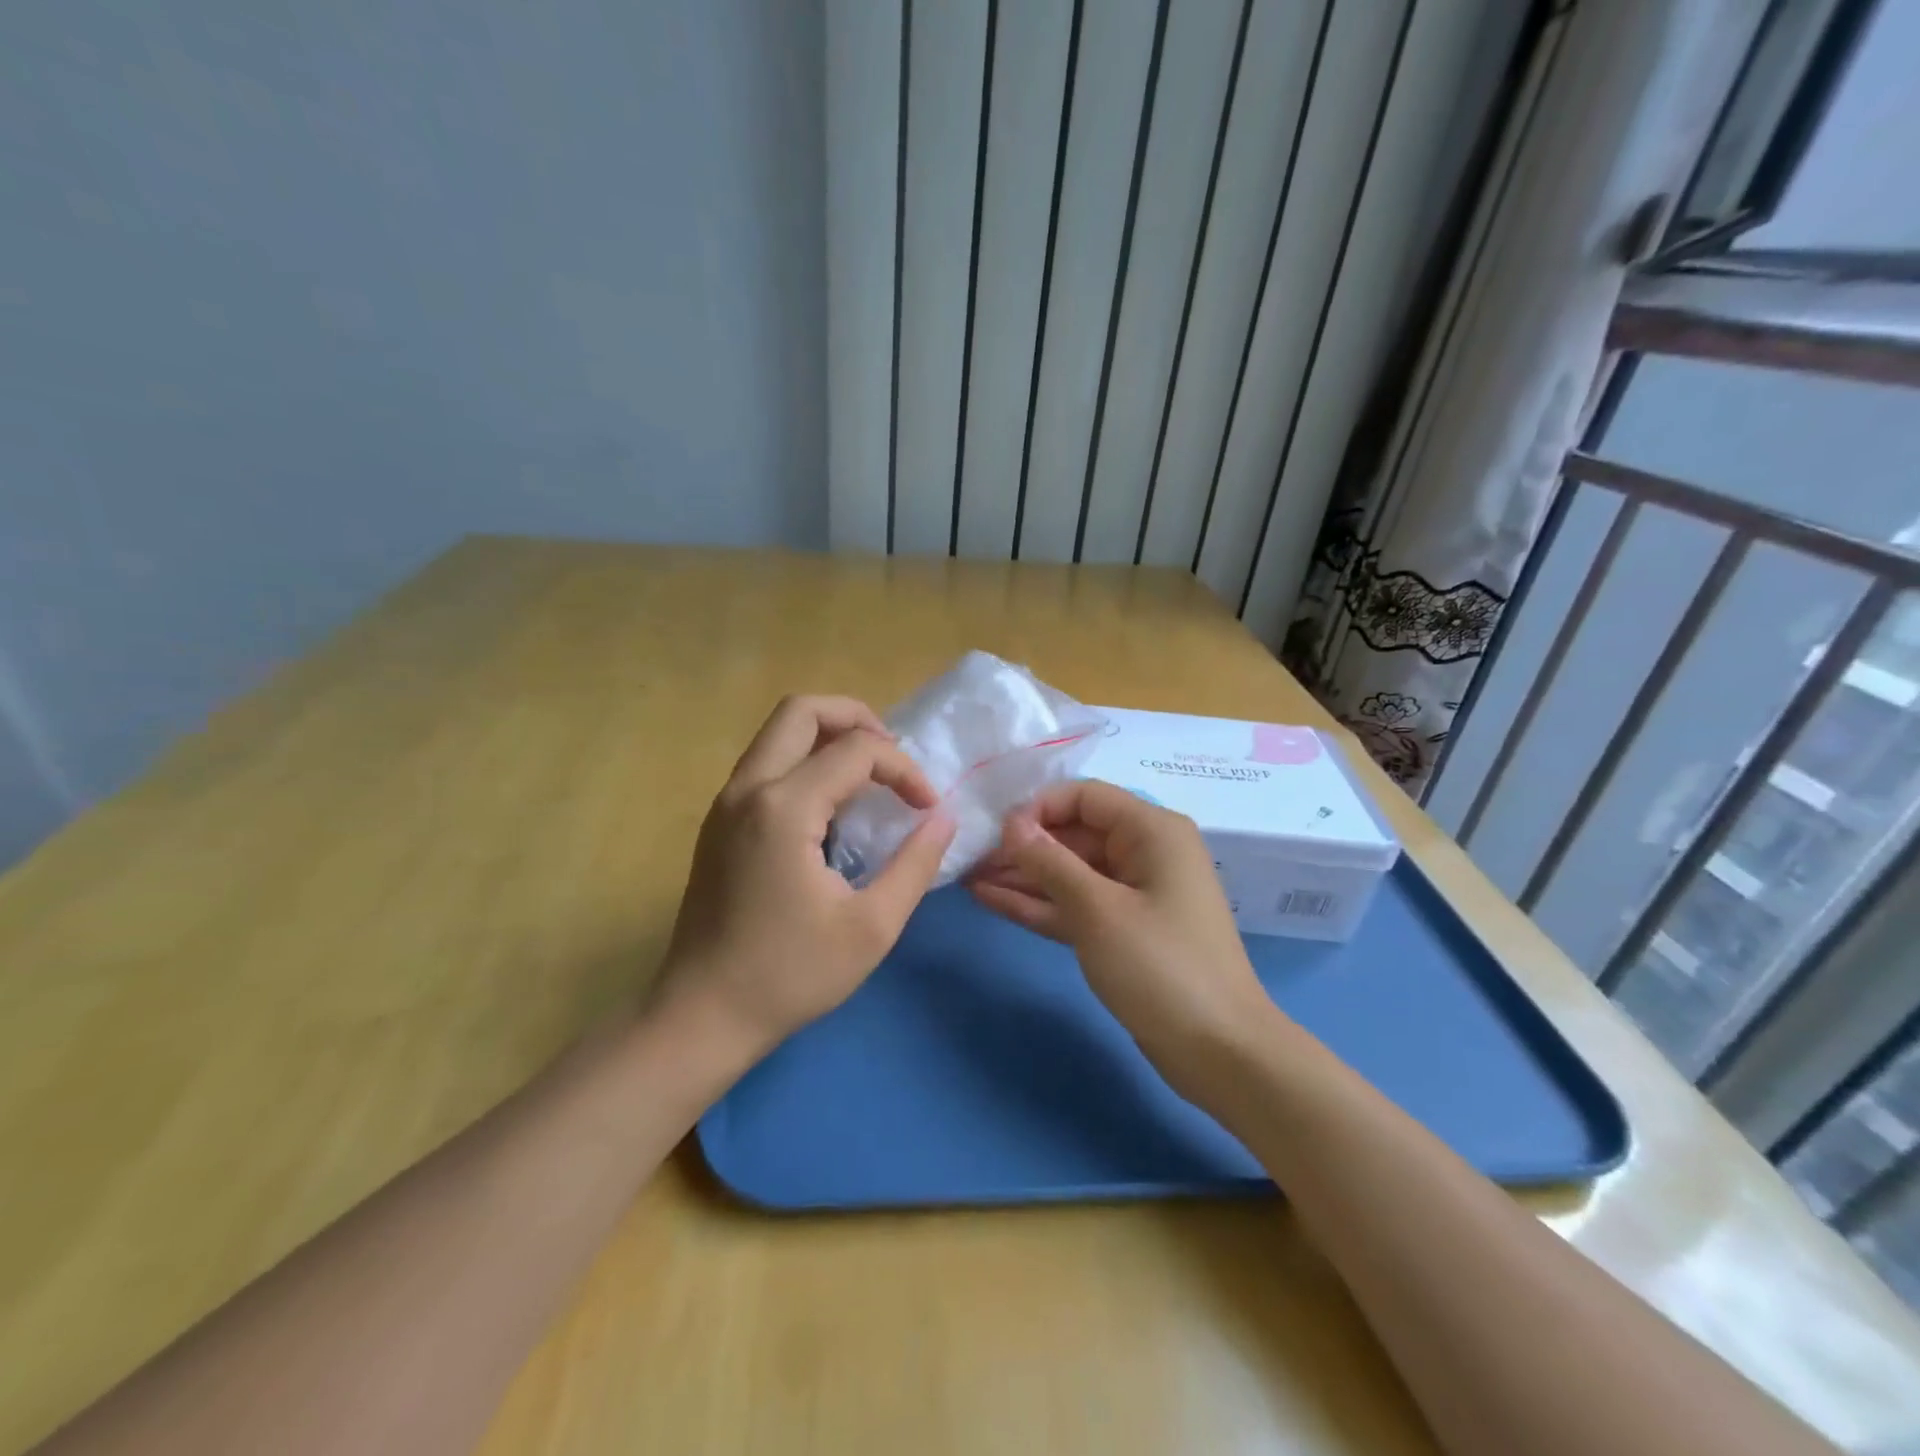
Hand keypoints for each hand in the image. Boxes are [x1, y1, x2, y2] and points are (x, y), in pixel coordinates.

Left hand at [661, 696, 955, 1055]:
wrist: (702, 1016)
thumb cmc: (790, 975)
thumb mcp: (872, 927)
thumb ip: (916, 864)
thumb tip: (944, 817)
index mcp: (783, 808)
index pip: (856, 750)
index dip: (904, 769)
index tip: (927, 809)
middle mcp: (747, 789)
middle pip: (802, 710)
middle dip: (857, 718)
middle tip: (893, 757)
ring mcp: (725, 803)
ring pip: (778, 732)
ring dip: (828, 736)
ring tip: (869, 776)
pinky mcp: (719, 822)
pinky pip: (765, 763)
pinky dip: (804, 761)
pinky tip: (832, 807)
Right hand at [969, 780, 1283, 1091]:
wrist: (1219, 1052)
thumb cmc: (1161, 967)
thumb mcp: (1098, 909)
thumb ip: (1050, 862)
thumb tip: (1011, 823)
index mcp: (1152, 831)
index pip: (1084, 797)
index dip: (1038, 808)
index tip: (995, 832)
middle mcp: (1143, 853)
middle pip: (1074, 834)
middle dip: (1024, 845)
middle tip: (971, 856)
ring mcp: (1133, 894)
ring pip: (1069, 872)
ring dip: (1023, 876)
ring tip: (970, 875)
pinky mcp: (1122, 931)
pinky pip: (1075, 905)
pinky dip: (1039, 904)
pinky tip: (991, 899)